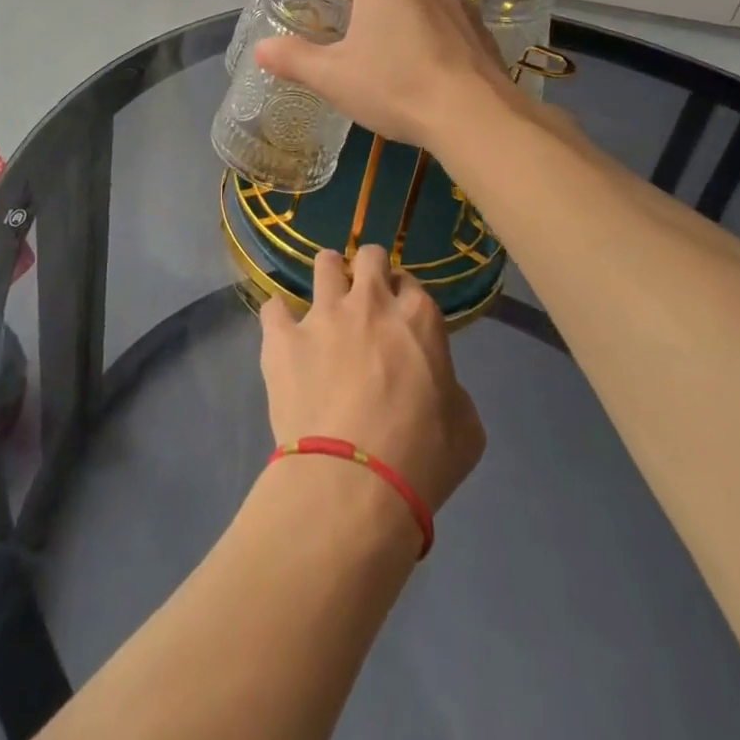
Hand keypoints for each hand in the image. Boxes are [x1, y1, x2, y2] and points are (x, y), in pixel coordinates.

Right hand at [252, 0, 517, 149]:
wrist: (471, 113)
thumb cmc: (392, 84)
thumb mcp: (331, 76)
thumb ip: (293, 58)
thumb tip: (260, 49)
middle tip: (351, 18)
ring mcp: (457, 0)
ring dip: (400, 10)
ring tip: (387, 37)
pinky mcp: (480, 27)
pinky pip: (444, 20)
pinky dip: (429, 31)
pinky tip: (423, 59)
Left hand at [258, 245, 485, 515]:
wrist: (353, 482)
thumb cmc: (421, 459)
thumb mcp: (466, 427)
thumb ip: (451, 388)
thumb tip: (435, 384)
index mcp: (418, 318)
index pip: (410, 282)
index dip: (403, 298)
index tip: (399, 318)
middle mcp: (370, 302)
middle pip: (369, 256)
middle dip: (368, 269)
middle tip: (365, 297)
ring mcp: (322, 315)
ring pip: (323, 263)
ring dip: (328, 277)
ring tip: (325, 302)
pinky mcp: (283, 337)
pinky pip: (273, 307)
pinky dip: (279, 318)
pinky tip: (283, 335)